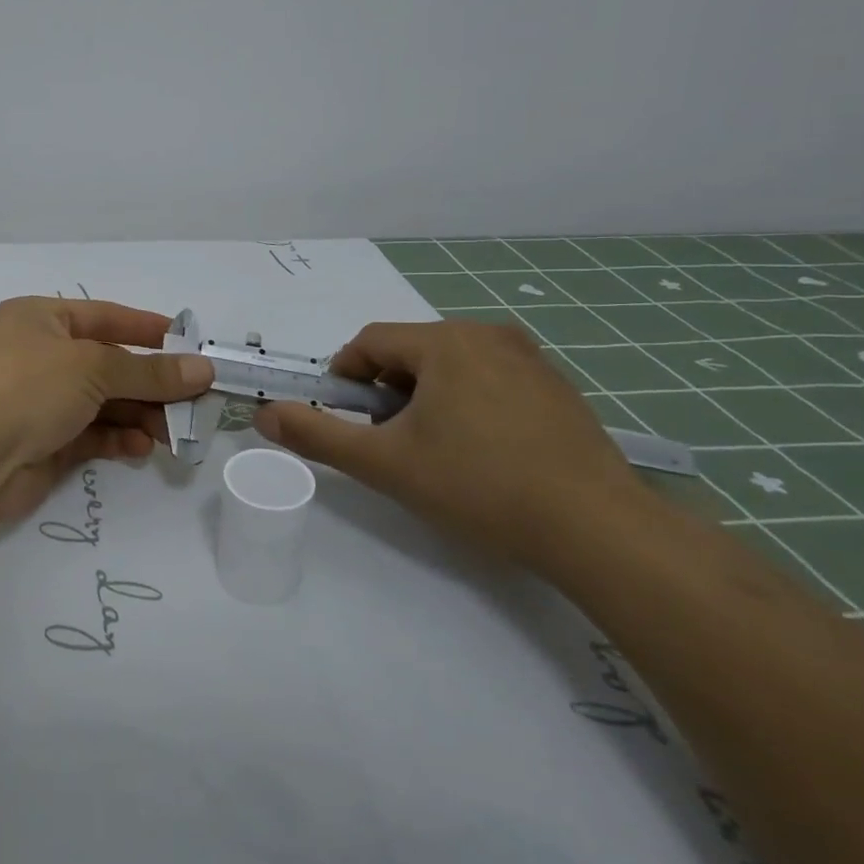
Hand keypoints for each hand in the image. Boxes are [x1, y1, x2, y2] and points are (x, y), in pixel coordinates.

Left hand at [0, 296, 214, 523]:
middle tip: (195, 402)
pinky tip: (141, 447)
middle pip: (109, 365)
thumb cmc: (27, 388)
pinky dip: (118, 439)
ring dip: (140, 415)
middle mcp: (40, 356)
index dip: (147, 328)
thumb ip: (150, 372)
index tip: (190, 343)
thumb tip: (204, 369)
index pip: (105, 316)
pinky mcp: (45, 442)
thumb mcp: (93, 368)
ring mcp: (41, 401)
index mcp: (40, 319)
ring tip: (174, 433)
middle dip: (151, 384)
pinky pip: (92, 434)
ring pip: (104, 403)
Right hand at [254, 319, 647, 570]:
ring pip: (449, 366)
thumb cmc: (478, 485)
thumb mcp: (384, 463)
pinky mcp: (557, 389)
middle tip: (389, 442)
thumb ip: (317, 434)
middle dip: (385, 392)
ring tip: (433, 451)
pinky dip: (466, 404)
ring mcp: (530, 360)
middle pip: (410, 352)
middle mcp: (488, 335)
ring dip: (424, 398)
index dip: (344, 378)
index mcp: (445, 342)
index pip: (369, 342)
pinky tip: (481, 454)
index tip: (346, 420)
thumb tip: (265, 413)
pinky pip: (489, 380)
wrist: (597, 528)